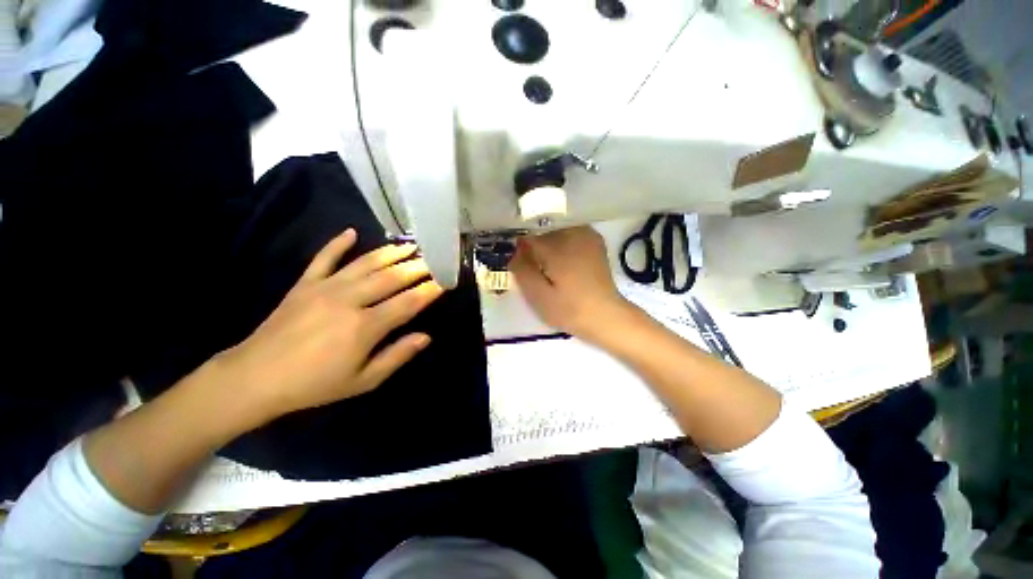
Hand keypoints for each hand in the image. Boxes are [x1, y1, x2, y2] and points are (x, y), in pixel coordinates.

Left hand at [215, 229, 443, 421]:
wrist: (255, 378)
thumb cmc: (315, 384)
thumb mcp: (363, 381)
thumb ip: (397, 356)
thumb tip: (426, 337)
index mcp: (365, 326)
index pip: (408, 303)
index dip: (429, 291)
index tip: (445, 281)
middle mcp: (349, 300)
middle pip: (391, 278)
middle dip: (416, 268)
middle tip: (434, 260)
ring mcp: (325, 288)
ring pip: (365, 264)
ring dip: (390, 253)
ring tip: (409, 245)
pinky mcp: (305, 284)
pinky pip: (324, 258)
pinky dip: (338, 243)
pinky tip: (351, 231)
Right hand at [510, 226, 634, 340]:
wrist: (606, 316)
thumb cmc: (569, 309)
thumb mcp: (538, 295)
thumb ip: (522, 270)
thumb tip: (514, 251)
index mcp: (558, 246)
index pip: (527, 236)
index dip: (519, 249)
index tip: (518, 264)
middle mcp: (573, 233)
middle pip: (542, 231)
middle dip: (535, 247)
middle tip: (536, 270)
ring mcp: (586, 234)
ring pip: (555, 231)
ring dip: (548, 245)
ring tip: (549, 268)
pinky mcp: (594, 241)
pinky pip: (569, 234)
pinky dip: (561, 244)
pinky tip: (563, 263)